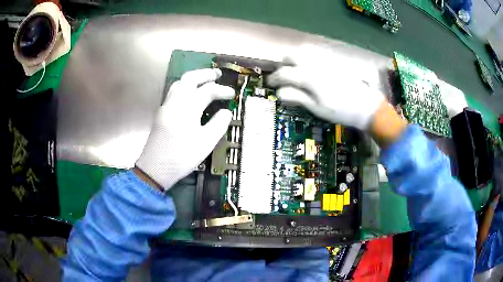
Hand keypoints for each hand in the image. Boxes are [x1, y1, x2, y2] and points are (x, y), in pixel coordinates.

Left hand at [136, 69, 233, 189]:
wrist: (154, 169)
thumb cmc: (181, 157)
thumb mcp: (205, 143)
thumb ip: (218, 124)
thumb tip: (226, 112)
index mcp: (187, 107)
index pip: (207, 90)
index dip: (222, 90)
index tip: (232, 94)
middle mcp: (175, 102)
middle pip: (190, 78)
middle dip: (205, 74)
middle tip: (217, 74)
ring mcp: (166, 106)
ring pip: (179, 84)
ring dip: (193, 79)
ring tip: (204, 82)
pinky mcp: (161, 114)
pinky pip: (174, 92)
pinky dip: (185, 87)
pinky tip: (190, 96)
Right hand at [267, 44, 384, 129]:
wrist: (365, 106)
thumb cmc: (340, 110)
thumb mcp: (317, 108)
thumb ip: (297, 97)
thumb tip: (279, 93)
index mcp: (308, 77)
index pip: (285, 73)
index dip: (274, 78)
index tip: (270, 83)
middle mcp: (314, 64)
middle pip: (292, 55)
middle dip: (283, 64)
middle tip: (283, 75)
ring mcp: (325, 60)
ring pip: (303, 51)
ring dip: (295, 59)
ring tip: (295, 70)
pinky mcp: (333, 61)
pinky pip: (315, 53)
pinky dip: (307, 58)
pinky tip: (310, 69)